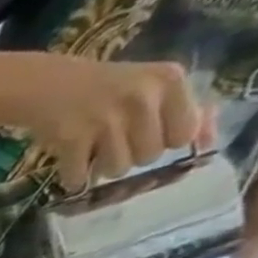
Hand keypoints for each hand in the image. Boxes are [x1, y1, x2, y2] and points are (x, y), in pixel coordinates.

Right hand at [20, 57, 215, 192]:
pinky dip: (73, 176)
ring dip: (103, 168)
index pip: (184, 132)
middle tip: (114, 143)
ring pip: (117, 169)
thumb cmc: (104, 88)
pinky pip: (80, 177)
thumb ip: (180, 109)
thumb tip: (209, 141)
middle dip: (131, 156)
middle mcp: (141, 98)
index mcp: (168, 81)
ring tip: (93, 152)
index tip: (148, 135)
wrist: (48, 85)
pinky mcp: (71, 139)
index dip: (165, 141)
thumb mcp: (150, 87)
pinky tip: (71, 162)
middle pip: (149, 155)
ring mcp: (104, 120)